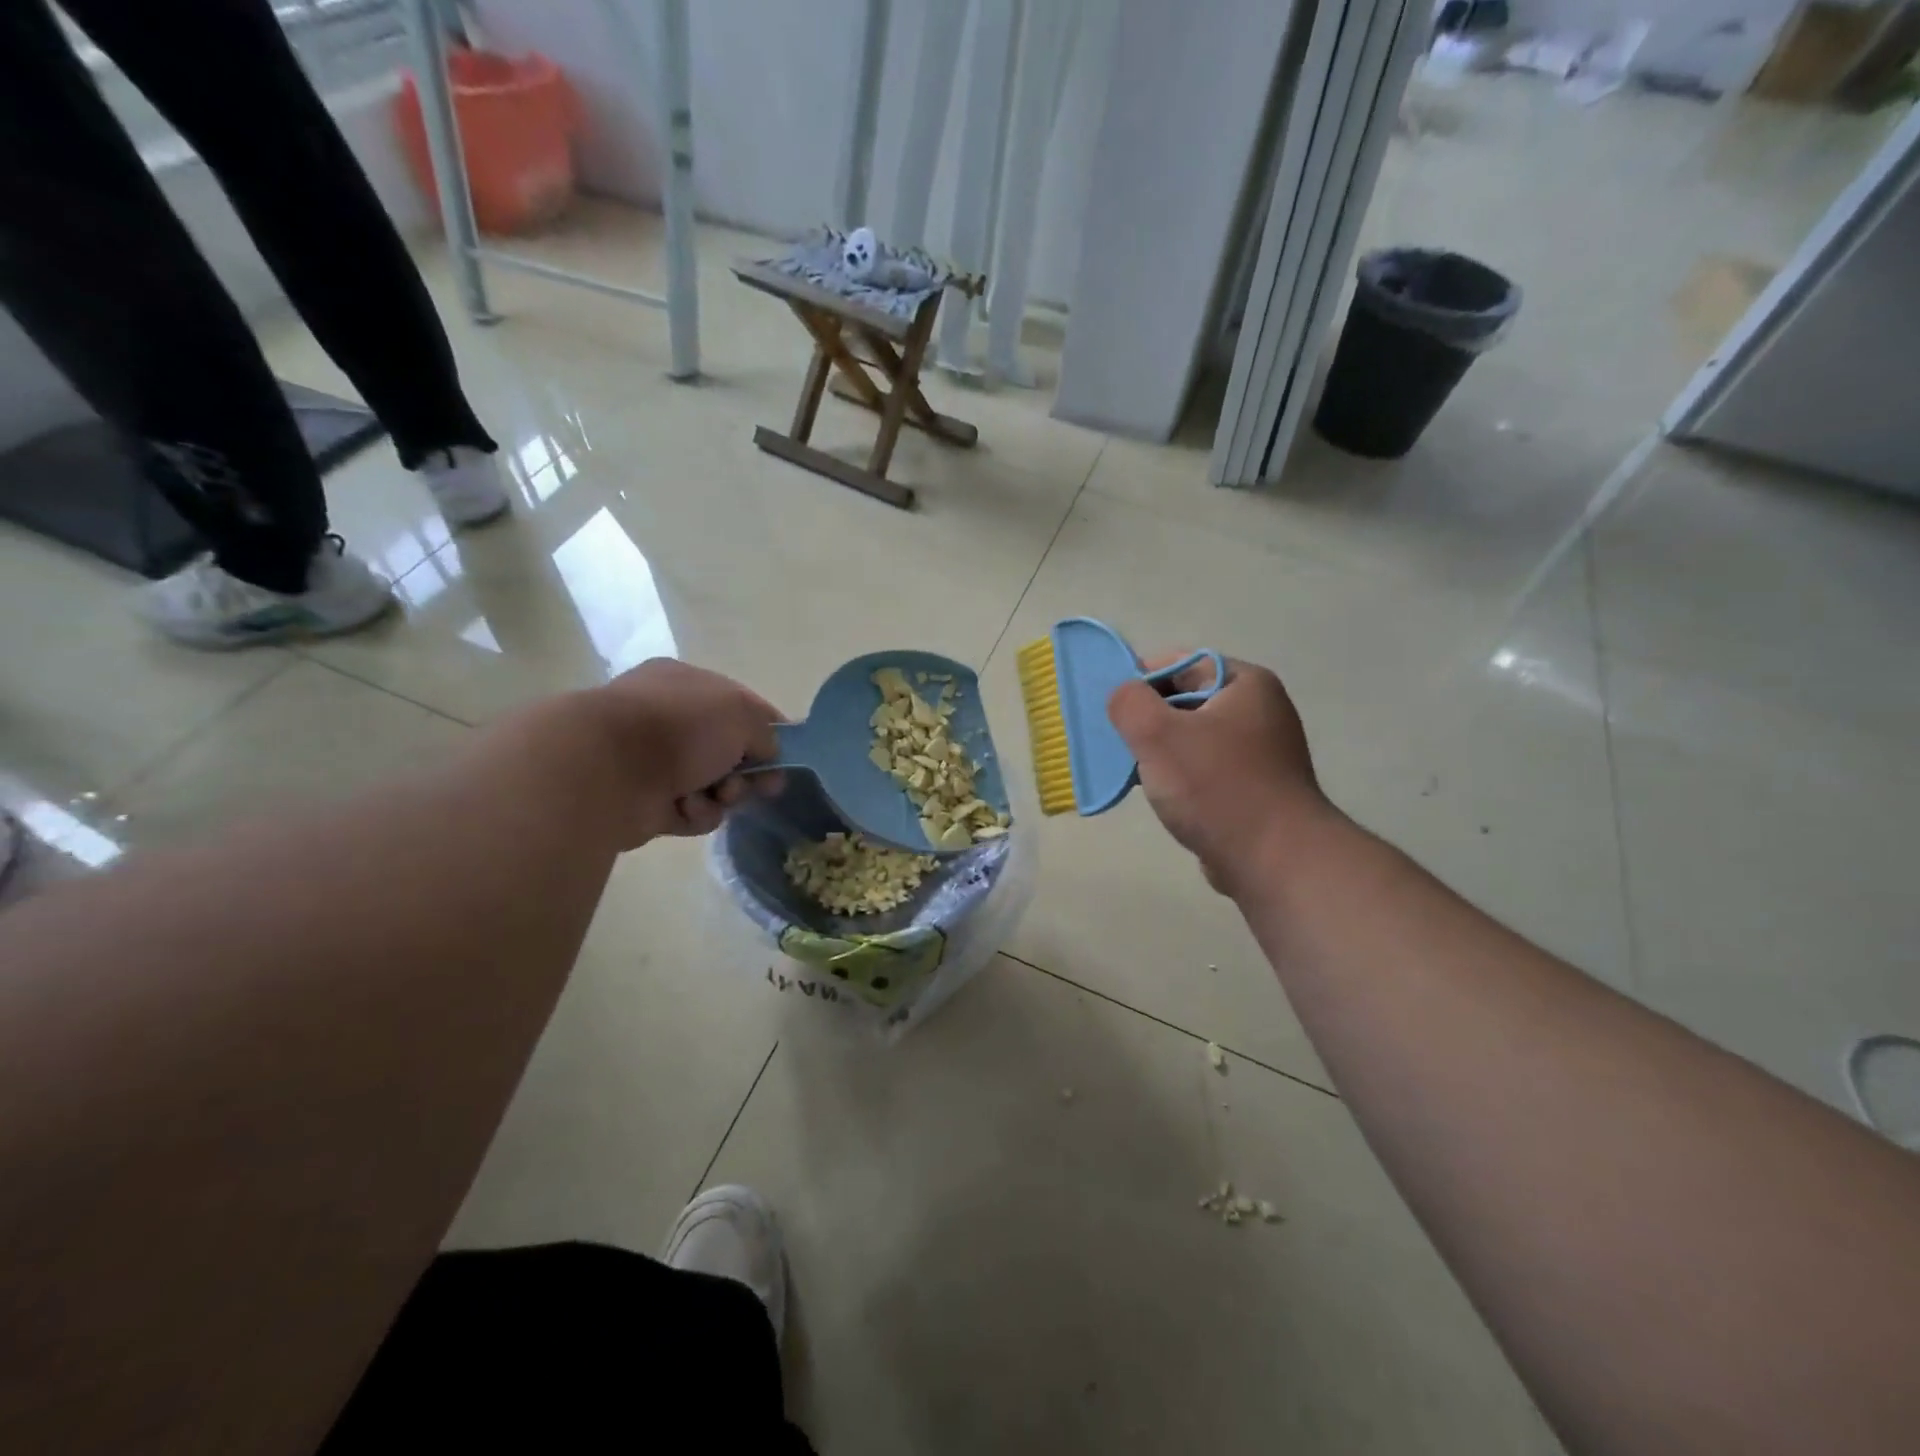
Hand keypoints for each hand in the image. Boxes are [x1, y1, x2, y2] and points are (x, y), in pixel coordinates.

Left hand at [586, 658, 784, 843]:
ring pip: (713, 785)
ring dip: (724, 795)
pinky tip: (687, 808)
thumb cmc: (679, 726)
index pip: (740, 705)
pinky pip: (690, 811)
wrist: (606, 770)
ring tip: (718, 796)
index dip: (768, 731)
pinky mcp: (646, 802)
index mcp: (686, 684)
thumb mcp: (741, 713)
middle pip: (728, 750)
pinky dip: (696, 813)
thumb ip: (766, 732)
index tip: (786, 756)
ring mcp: (655, 762)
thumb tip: (769, 753)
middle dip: (749, 770)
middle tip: (764, 787)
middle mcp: (668, 719)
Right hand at [1107, 655, 1333, 893]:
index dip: (1140, 680)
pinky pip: (1204, 769)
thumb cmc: (1216, 787)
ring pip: (1192, 738)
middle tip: (1119, 743)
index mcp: (1246, 683)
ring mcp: (1259, 752)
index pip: (1181, 663)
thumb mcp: (1157, 733)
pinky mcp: (1253, 788)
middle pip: (1185, 700)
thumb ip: (1128, 702)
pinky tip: (1161, 797)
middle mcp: (1259, 710)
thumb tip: (1123, 696)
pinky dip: (1180, 778)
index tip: (1113, 709)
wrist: (1275, 860)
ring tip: (1136, 773)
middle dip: (1148, 720)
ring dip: (1160, 753)